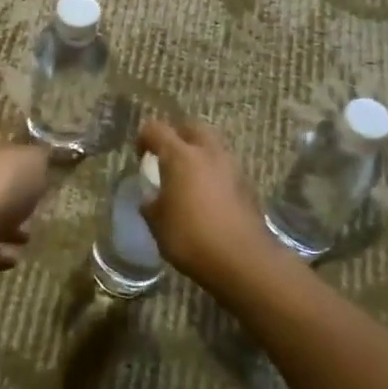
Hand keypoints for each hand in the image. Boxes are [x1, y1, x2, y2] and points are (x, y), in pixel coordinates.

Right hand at [138, 117, 278, 292]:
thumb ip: (151, 204)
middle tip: (166, 157)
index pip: (156, 129)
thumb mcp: (158, 224)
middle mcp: (208, 153)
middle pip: (190, 127)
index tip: (140, 156)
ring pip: (211, 145)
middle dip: (176, 136)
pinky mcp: (247, 184)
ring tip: (187, 178)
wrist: (244, 261)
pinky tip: (207, 196)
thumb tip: (152, 198)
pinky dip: (213, 172)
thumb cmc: (192, 239)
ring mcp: (232, 166)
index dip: (144, 138)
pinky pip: (225, 167)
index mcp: (180, 156)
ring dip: (198, 153)